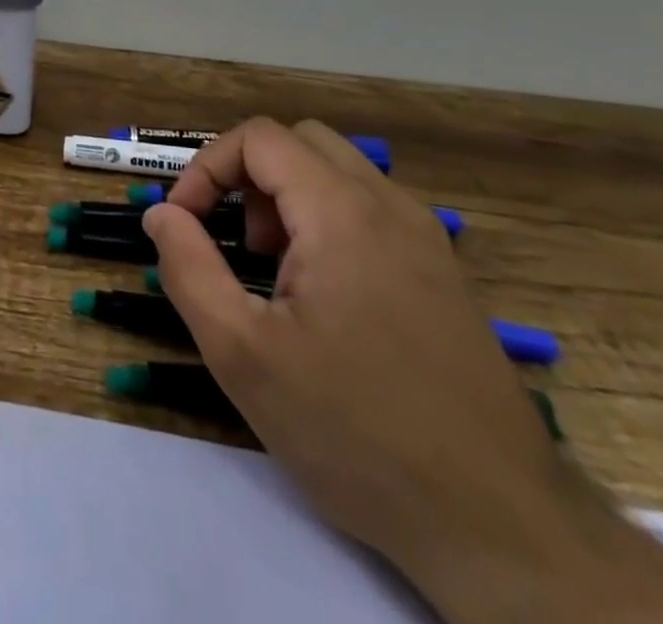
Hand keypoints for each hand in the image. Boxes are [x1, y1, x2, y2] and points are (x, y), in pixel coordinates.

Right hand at [142, 119, 580, 605]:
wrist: (501, 525)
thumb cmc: (356, 432)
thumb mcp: (243, 355)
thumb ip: (189, 268)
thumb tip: (161, 214)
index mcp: (342, 212)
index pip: (258, 137)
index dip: (207, 166)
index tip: (185, 223)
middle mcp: (389, 206)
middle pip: (301, 141)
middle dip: (250, 175)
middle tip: (237, 242)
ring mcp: (426, 237)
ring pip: (339, 171)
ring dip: (289, 196)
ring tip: (276, 271)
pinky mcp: (444, 273)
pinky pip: (371, 209)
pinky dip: (328, 219)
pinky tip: (326, 297)